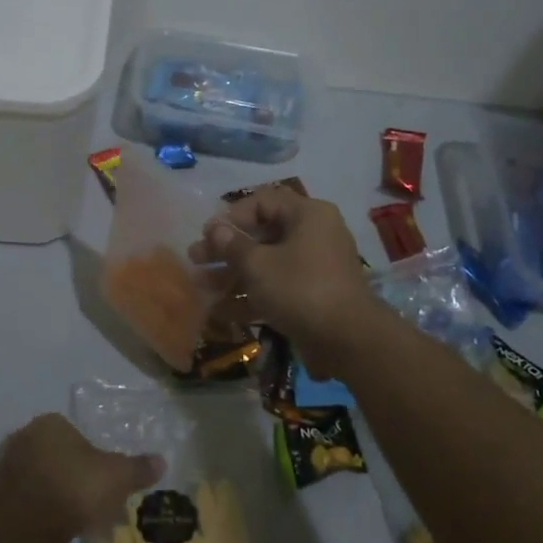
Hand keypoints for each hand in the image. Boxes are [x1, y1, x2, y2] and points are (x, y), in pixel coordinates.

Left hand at [0, 413, 164, 542]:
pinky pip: (28, 497)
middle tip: (93, 498)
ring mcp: (7, 466)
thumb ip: (139, 467)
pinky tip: (57, 526)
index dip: (92, 455)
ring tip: (77, 517)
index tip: (104, 478)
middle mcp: (24, 436)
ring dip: (57, 491)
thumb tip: (162, 461)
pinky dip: (42, 508)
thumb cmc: (76, 488)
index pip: (74, 432)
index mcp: (50, 422)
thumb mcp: (118, 476)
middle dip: (74, 473)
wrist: (28, 528)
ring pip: (41, 476)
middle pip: (57, 453)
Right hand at [194, 185, 380, 374]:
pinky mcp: (312, 296)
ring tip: (201, 286)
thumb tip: (214, 228)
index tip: (207, 234)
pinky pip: (277, 287)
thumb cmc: (300, 289)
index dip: (231, 216)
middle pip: (262, 234)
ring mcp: (315, 268)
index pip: (263, 202)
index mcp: (307, 215)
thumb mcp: (257, 265)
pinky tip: (220, 311)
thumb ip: (232, 245)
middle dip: (226, 249)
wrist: (348, 340)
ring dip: (233, 274)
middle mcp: (314, 235)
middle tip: (195, 259)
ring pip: (267, 264)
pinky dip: (251, 295)